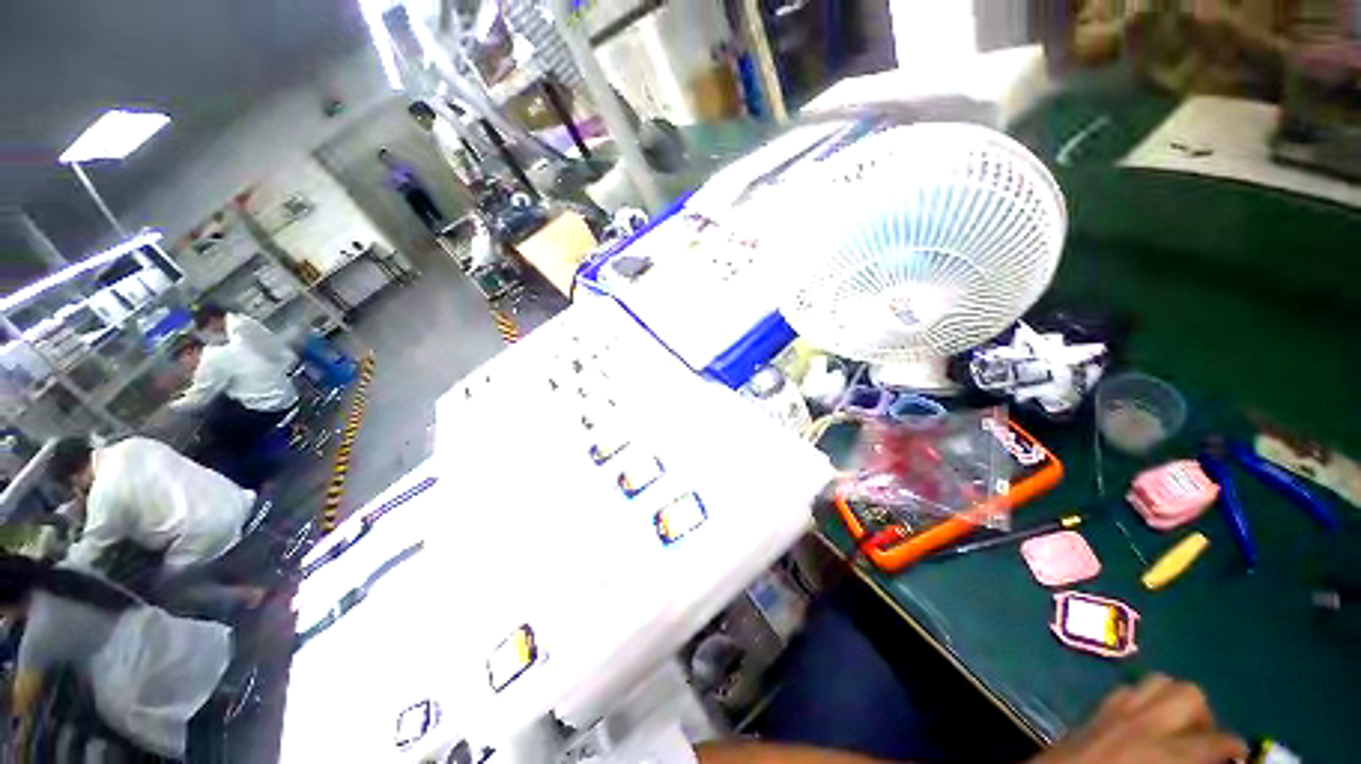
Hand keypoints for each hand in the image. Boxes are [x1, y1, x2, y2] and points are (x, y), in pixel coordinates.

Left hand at [1029, 675, 1247, 763]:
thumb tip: (1216, 759)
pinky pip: (1128, 690)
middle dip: (1206, 717)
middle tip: (1206, 744)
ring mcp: (1114, 710)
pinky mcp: (1094, 709)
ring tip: (1180, 731)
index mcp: (1163, 753)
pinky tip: (1147, 724)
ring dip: (1176, 702)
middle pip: (1188, 694)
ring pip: (1158, 683)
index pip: (1215, 742)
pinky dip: (1145, 701)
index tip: (1241, 759)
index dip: (1235, 750)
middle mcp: (1142, 722)